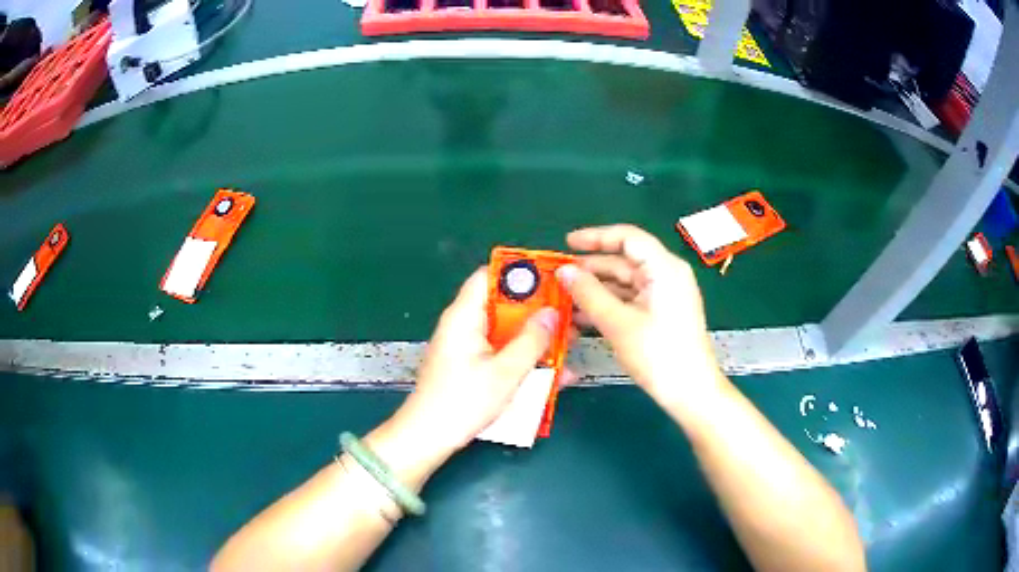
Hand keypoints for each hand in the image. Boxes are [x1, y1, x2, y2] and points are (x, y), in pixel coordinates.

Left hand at [392, 268, 557, 452]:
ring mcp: (467, 346)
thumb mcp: (504, 372)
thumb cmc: (462, 402)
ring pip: (507, 330)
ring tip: (568, 345)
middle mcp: (464, 324)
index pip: (490, 275)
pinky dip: (524, 357)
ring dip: (535, 338)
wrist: (428, 437)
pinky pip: (502, 352)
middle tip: (569, 318)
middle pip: (504, 304)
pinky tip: (552, 372)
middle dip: (538, 311)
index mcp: (465, 316)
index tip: (554, 281)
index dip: (521, 273)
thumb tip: (553, 313)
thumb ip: (531, 341)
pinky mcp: (472, 365)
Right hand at [556, 225, 723, 408]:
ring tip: (565, 299)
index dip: (595, 237)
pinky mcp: (662, 314)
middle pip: (625, 261)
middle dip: (591, 268)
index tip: (566, 244)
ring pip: (625, 283)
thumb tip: (564, 271)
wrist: (690, 392)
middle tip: (559, 278)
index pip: (627, 238)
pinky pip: (631, 300)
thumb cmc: (658, 354)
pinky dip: (609, 305)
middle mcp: (667, 275)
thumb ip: (588, 293)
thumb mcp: (618, 323)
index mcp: (664, 268)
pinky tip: (583, 317)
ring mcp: (666, 295)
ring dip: (596, 290)